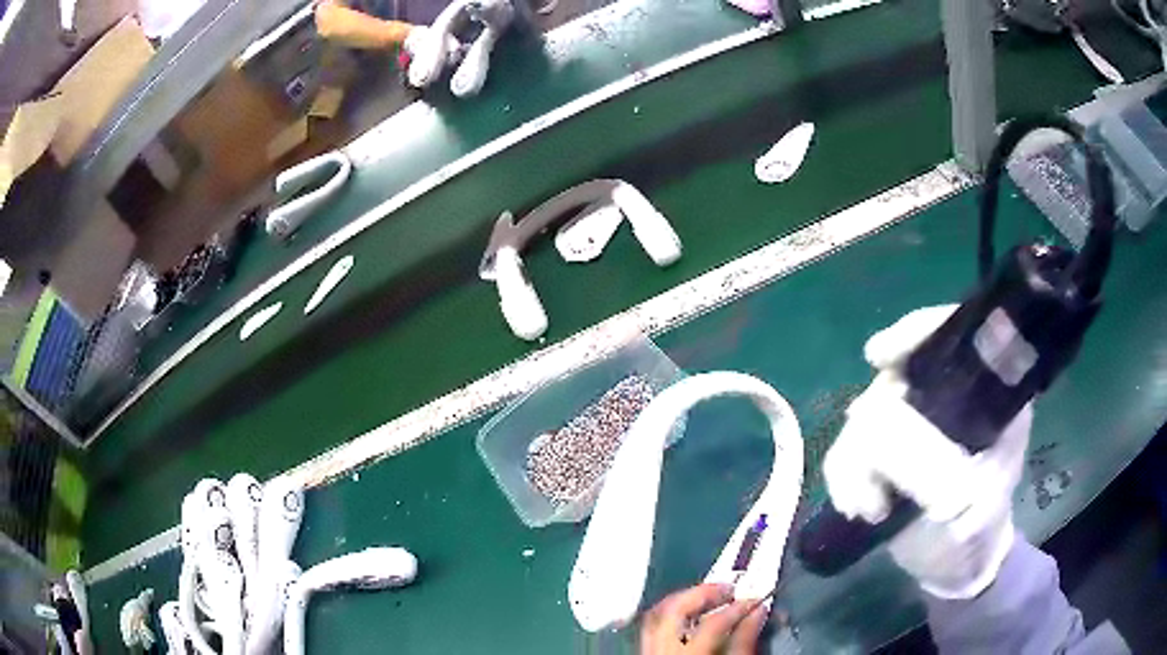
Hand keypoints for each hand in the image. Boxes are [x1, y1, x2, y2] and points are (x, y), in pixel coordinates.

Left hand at [640, 584, 767, 654]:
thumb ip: (744, 644)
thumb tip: (757, 612)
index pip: (712, 624)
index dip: (738, 608)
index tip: (756, 600)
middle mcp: (660, 653)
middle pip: (673, 611)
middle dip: (702, 592)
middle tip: (729, 588)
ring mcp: (648, 653)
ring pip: (657, 615)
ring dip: (685, 599)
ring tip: (711, 596)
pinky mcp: (645, 654)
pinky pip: (654, 626)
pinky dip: (673, 614)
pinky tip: (692, 616)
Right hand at [823, 305, 1030, 598]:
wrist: (953, 562)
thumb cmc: (979, 530)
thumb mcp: (976, 504)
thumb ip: (939, 473)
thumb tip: (881, 441)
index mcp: (986, 392)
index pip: (952, 332)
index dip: (916, 333)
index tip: (879, 359)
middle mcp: (946, 394)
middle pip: (895, 374)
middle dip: (877, 424)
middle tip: (878, 482)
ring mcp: (911, 420)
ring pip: (863, 412)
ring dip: (857, 463)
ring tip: (868, 507)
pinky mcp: (883, 449)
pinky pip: (846, 445)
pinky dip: (844, 476)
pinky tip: (856, 505)